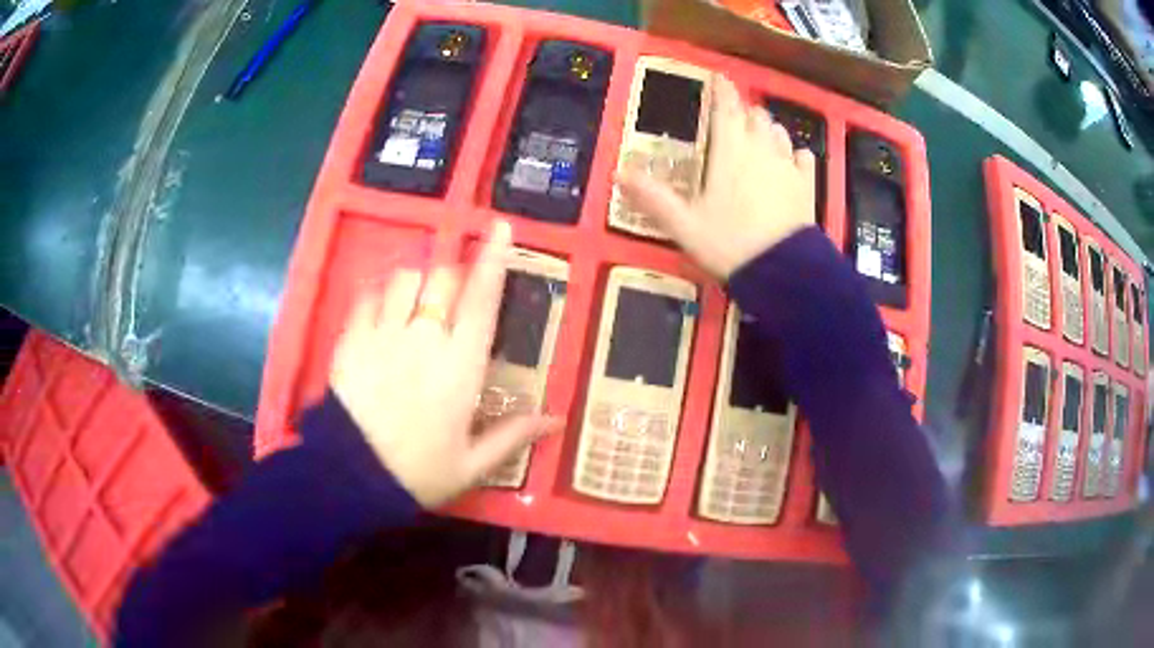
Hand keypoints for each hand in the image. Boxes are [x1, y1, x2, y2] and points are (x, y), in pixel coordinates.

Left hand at [329, 220, 555, 507]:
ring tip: (416, 304)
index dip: (493, 260)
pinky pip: (368, 297)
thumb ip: (513, 435)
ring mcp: (384, 334)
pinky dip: (380, 294)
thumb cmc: (417, 472)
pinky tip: (382, 309)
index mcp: (461, 366)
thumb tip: (556, 419)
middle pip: (443, 279)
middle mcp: (425, 338)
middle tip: (452, 299)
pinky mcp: (352, 339)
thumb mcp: (472, 463)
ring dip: (417, 282)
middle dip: (452, 277)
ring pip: (406, 279)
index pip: (482, 300)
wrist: (351, 477)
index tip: (500, 227)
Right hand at [616, 75, 816, 278]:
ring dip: (767, 129)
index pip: (725, 108)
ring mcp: (786, 165)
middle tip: (734, 118)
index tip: (719, 77)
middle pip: (754, 115)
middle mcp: (759, 149)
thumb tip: (618, 173)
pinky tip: (791, 161)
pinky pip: (803, 157)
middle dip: (744, 111)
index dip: (722, 89)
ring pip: (779, 132)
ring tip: (759, 137)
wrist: (781, 270)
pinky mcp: (806, 185)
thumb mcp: (683, 224)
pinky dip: (795, 154)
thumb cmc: (729, 242)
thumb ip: (652, 197)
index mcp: (729, 151)